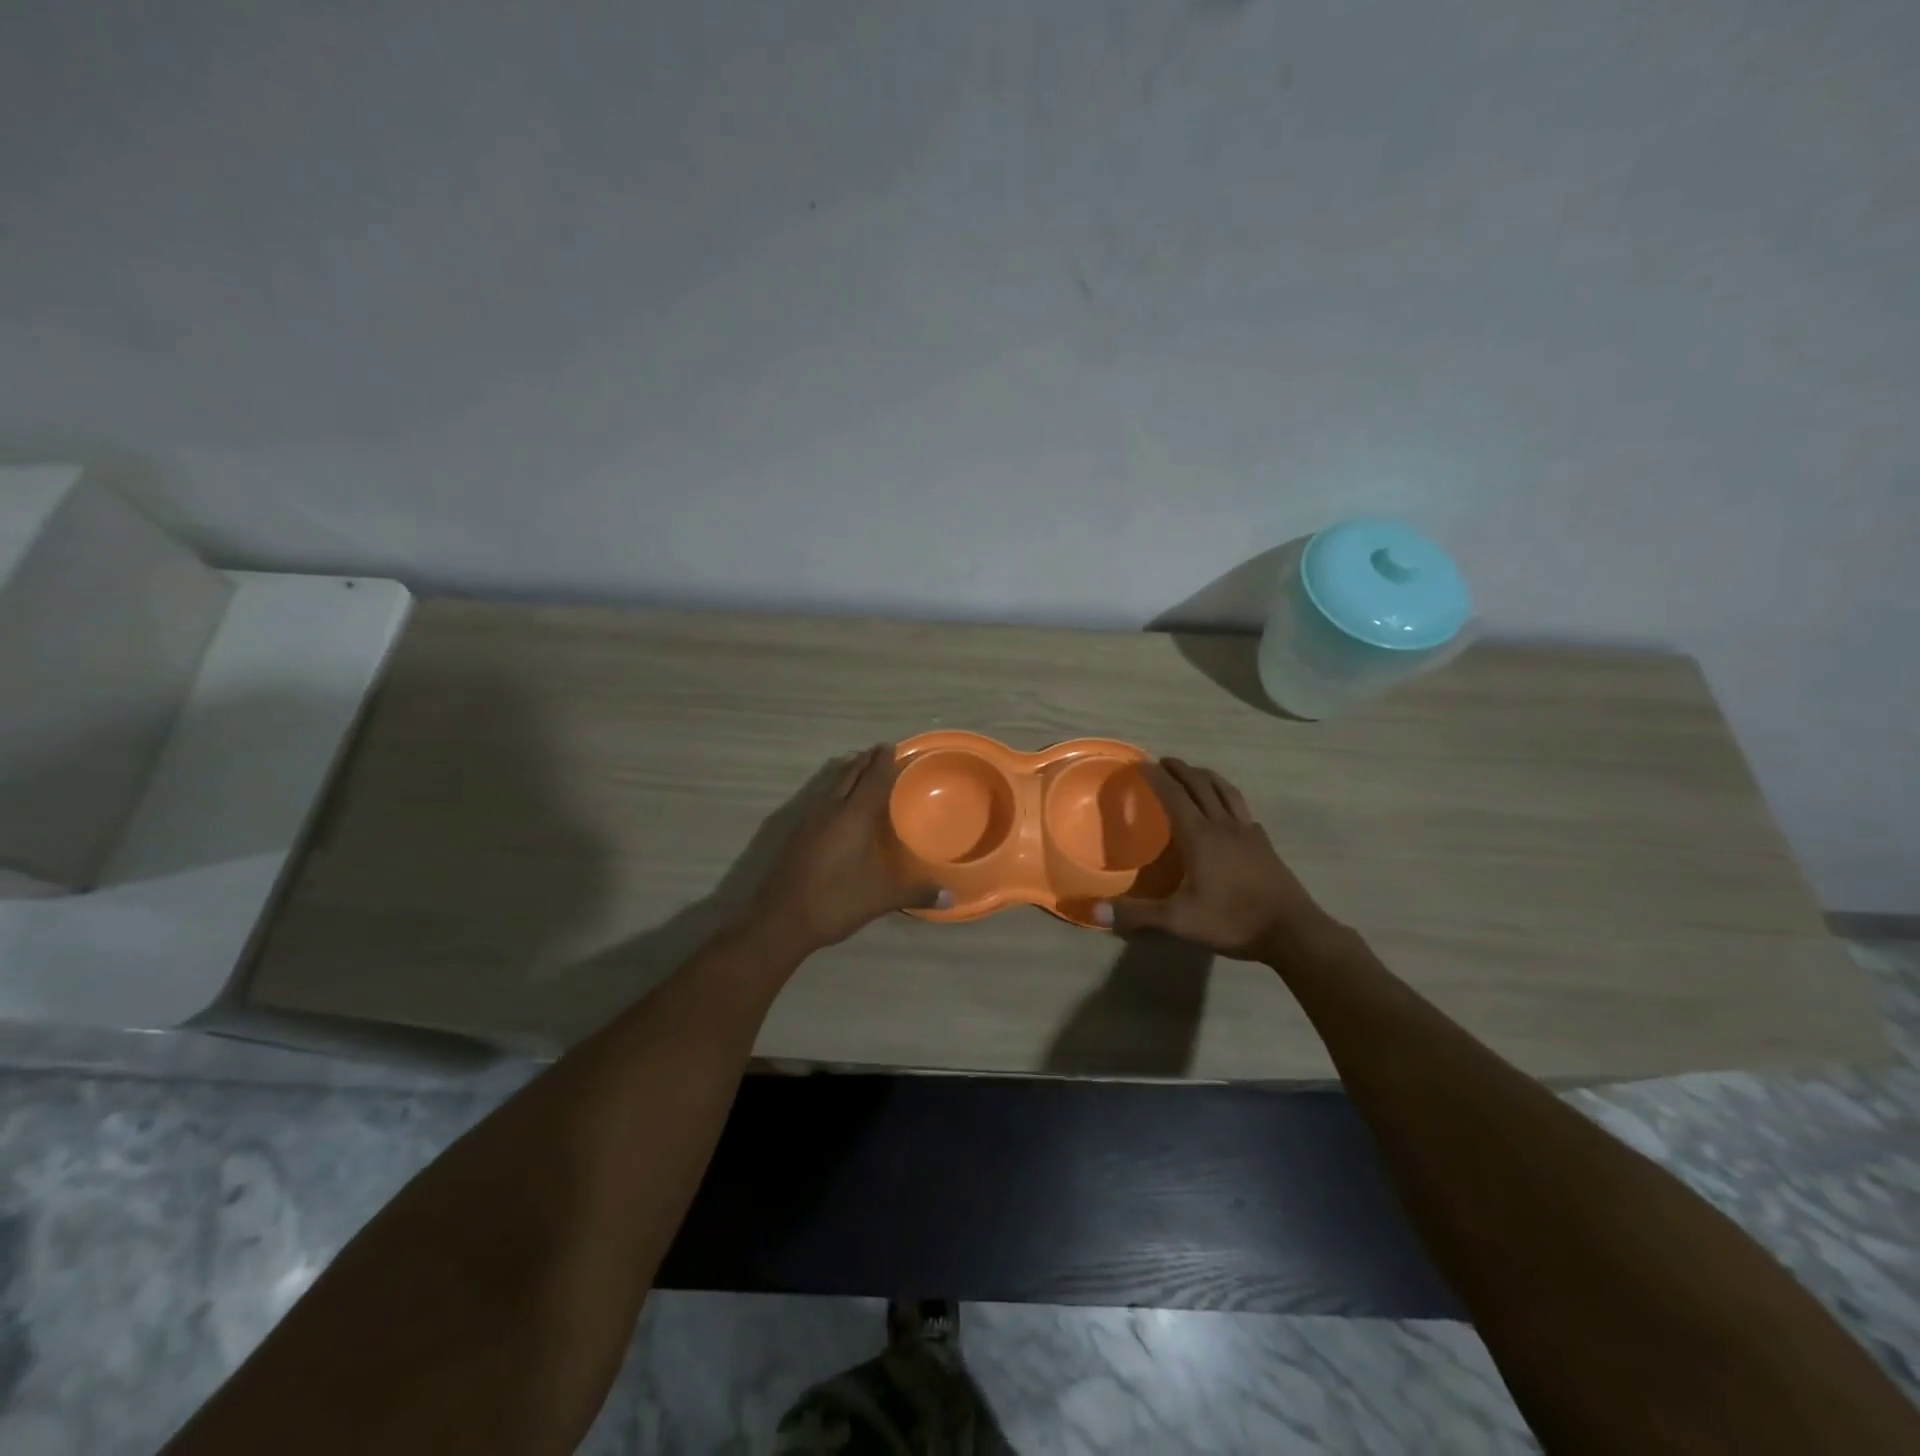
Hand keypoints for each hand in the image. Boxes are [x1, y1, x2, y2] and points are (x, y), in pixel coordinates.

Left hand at [746, 745, 947, 956]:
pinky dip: (836, 792)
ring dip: (849, 774)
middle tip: (881, 753)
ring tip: (863, 772)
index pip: (873, 777)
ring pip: (833, 785)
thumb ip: (916, 893)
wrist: (780, 919)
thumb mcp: (882, 898)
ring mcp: (810, 820)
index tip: (893, 746)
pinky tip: (840, 808)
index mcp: (854, 815)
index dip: (884, 761)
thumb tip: (951, 897)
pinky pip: (822, 799)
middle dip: (866, 760)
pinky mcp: (797, 834)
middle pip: (850, 773)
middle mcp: (831, 809)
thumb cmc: (836, 901)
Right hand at [1094, 758, 1339, 960]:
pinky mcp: (1264, 843)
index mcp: (1199, 836)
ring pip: (1225, 792)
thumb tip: (1091, 911)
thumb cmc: (1231, 920)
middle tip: (1164, 761)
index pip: (1173, 796)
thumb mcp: (1178, 920)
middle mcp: (1222, 825)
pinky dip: (1228, 797)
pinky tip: (1228, 809)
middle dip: (1180, 770)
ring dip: (1207, 777)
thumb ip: (1136, 913)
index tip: (1142, 763)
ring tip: (1196, 771)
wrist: (1291, 931)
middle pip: (1200, 786)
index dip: (1157, 778)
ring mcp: (1247, 832)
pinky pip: (1242, 809)